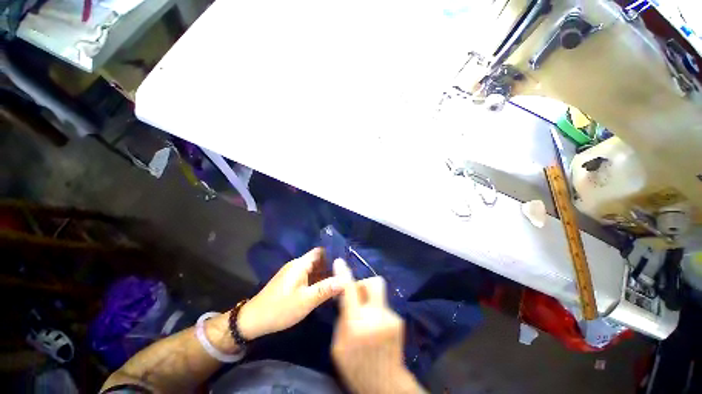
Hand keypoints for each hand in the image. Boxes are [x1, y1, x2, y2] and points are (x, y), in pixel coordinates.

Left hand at [237, 247, 343, 339]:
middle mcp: (297, 266)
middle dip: (332, 265)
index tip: (347, 259)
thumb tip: (345, 279)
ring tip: (342, 279)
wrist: (252, 321)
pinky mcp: (291, 283)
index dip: (333, 253)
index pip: (320, 251)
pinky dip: (319, 281)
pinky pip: (309, 277)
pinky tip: (327, 288)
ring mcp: (294, 274)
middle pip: (319, 260)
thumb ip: (325, 289)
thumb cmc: (279, 309)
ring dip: (326, 274)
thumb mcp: (305, 301)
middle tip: (348, 272)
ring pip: (314, 270)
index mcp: (300, 264)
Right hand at [331, 259, 424, 393]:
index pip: (350, 290)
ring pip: (378, 294)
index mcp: (357, 323)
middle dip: (363, 284)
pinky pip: (382, 306)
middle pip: (374, 282)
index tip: (339, 262)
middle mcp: (377, 315)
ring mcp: (391, 316)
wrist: (385, 384)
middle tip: (356, 297)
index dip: (343, 274)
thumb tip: (345, 298)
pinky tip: (374, 326)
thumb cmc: (356, 367)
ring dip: (369, 300)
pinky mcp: (398, 319)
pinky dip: (375, 310)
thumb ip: (342, 318)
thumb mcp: (338, 346)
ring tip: (365, 318)